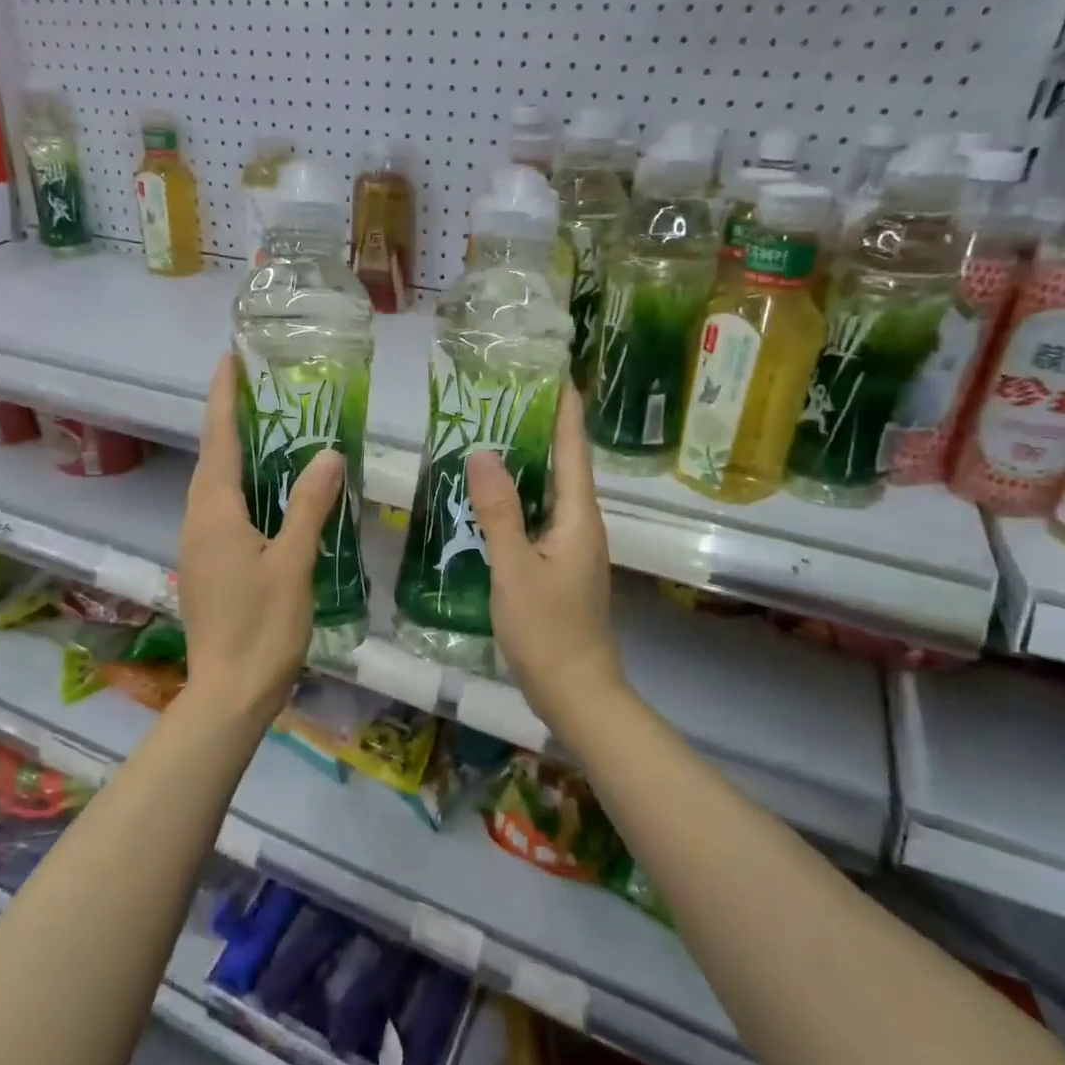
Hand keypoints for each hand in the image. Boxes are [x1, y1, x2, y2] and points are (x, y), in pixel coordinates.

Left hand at [178, 354, 345, 722]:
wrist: (229, 693)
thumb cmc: (262, 626)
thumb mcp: (293, 562)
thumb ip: (309, 506)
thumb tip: (327, 454)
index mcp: (214, 512)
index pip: (217, 439)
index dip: (224, 397)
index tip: (230, 359)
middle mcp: (198, 521)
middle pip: (214, 458)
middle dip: (233, 420)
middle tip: (267, 391)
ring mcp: (199, 546)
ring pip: (218, 486)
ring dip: (239, 454)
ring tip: (275, 431)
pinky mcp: (208, 567)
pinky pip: (224, 511)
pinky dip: (245, 488)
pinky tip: (274, 493)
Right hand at [466, 385, 623, 727]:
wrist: (576, 692)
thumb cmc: (548, 630)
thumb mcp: (515, 568)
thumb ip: (499, 511)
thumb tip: (482, 453)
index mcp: (579, 517)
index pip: (573, 449)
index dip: (565, 410)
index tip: (554, 372)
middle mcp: (582, 525)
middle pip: (564, 466)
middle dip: (541, 429)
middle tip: (505, 398)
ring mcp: (573, 548)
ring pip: (551, 494)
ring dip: (527, 464)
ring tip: (492, 437)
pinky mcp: (560, 568)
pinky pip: (540, 519)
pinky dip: (519, 500)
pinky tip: (490, 500)